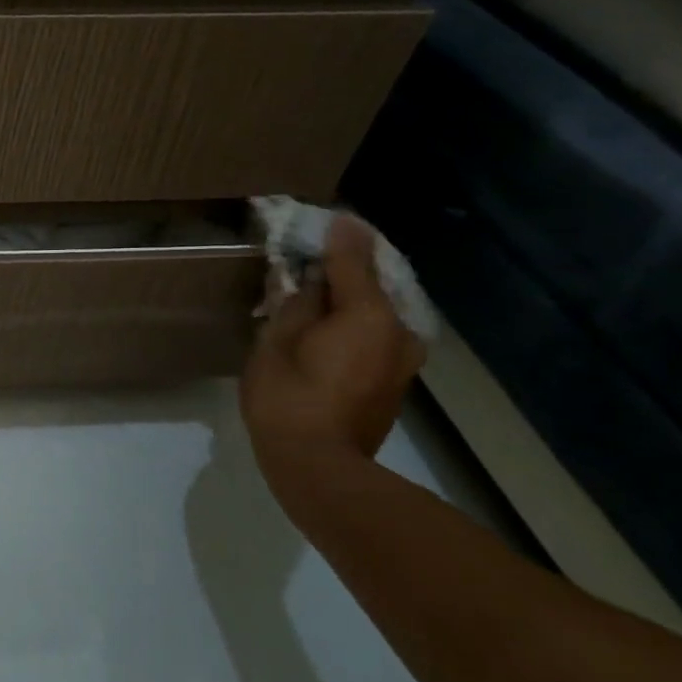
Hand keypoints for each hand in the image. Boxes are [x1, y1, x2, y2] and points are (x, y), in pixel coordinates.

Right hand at [239, 216, 425, 509]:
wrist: (318, 466)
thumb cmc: (289, 395)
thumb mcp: (278, 338)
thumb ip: (301, 296)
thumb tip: (314, 270)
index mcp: (371, 315)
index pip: (354, 259)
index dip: (339, 237)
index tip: (332, 215)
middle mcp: (400, 331)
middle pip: (373, 285)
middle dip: (347, 268)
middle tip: (315, 257)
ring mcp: (403, 359)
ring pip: (377, 312)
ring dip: (350, 298)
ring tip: (315, 293)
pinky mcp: (395, 380)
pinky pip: (376, 335)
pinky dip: (354, 322)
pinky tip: (325, 326)